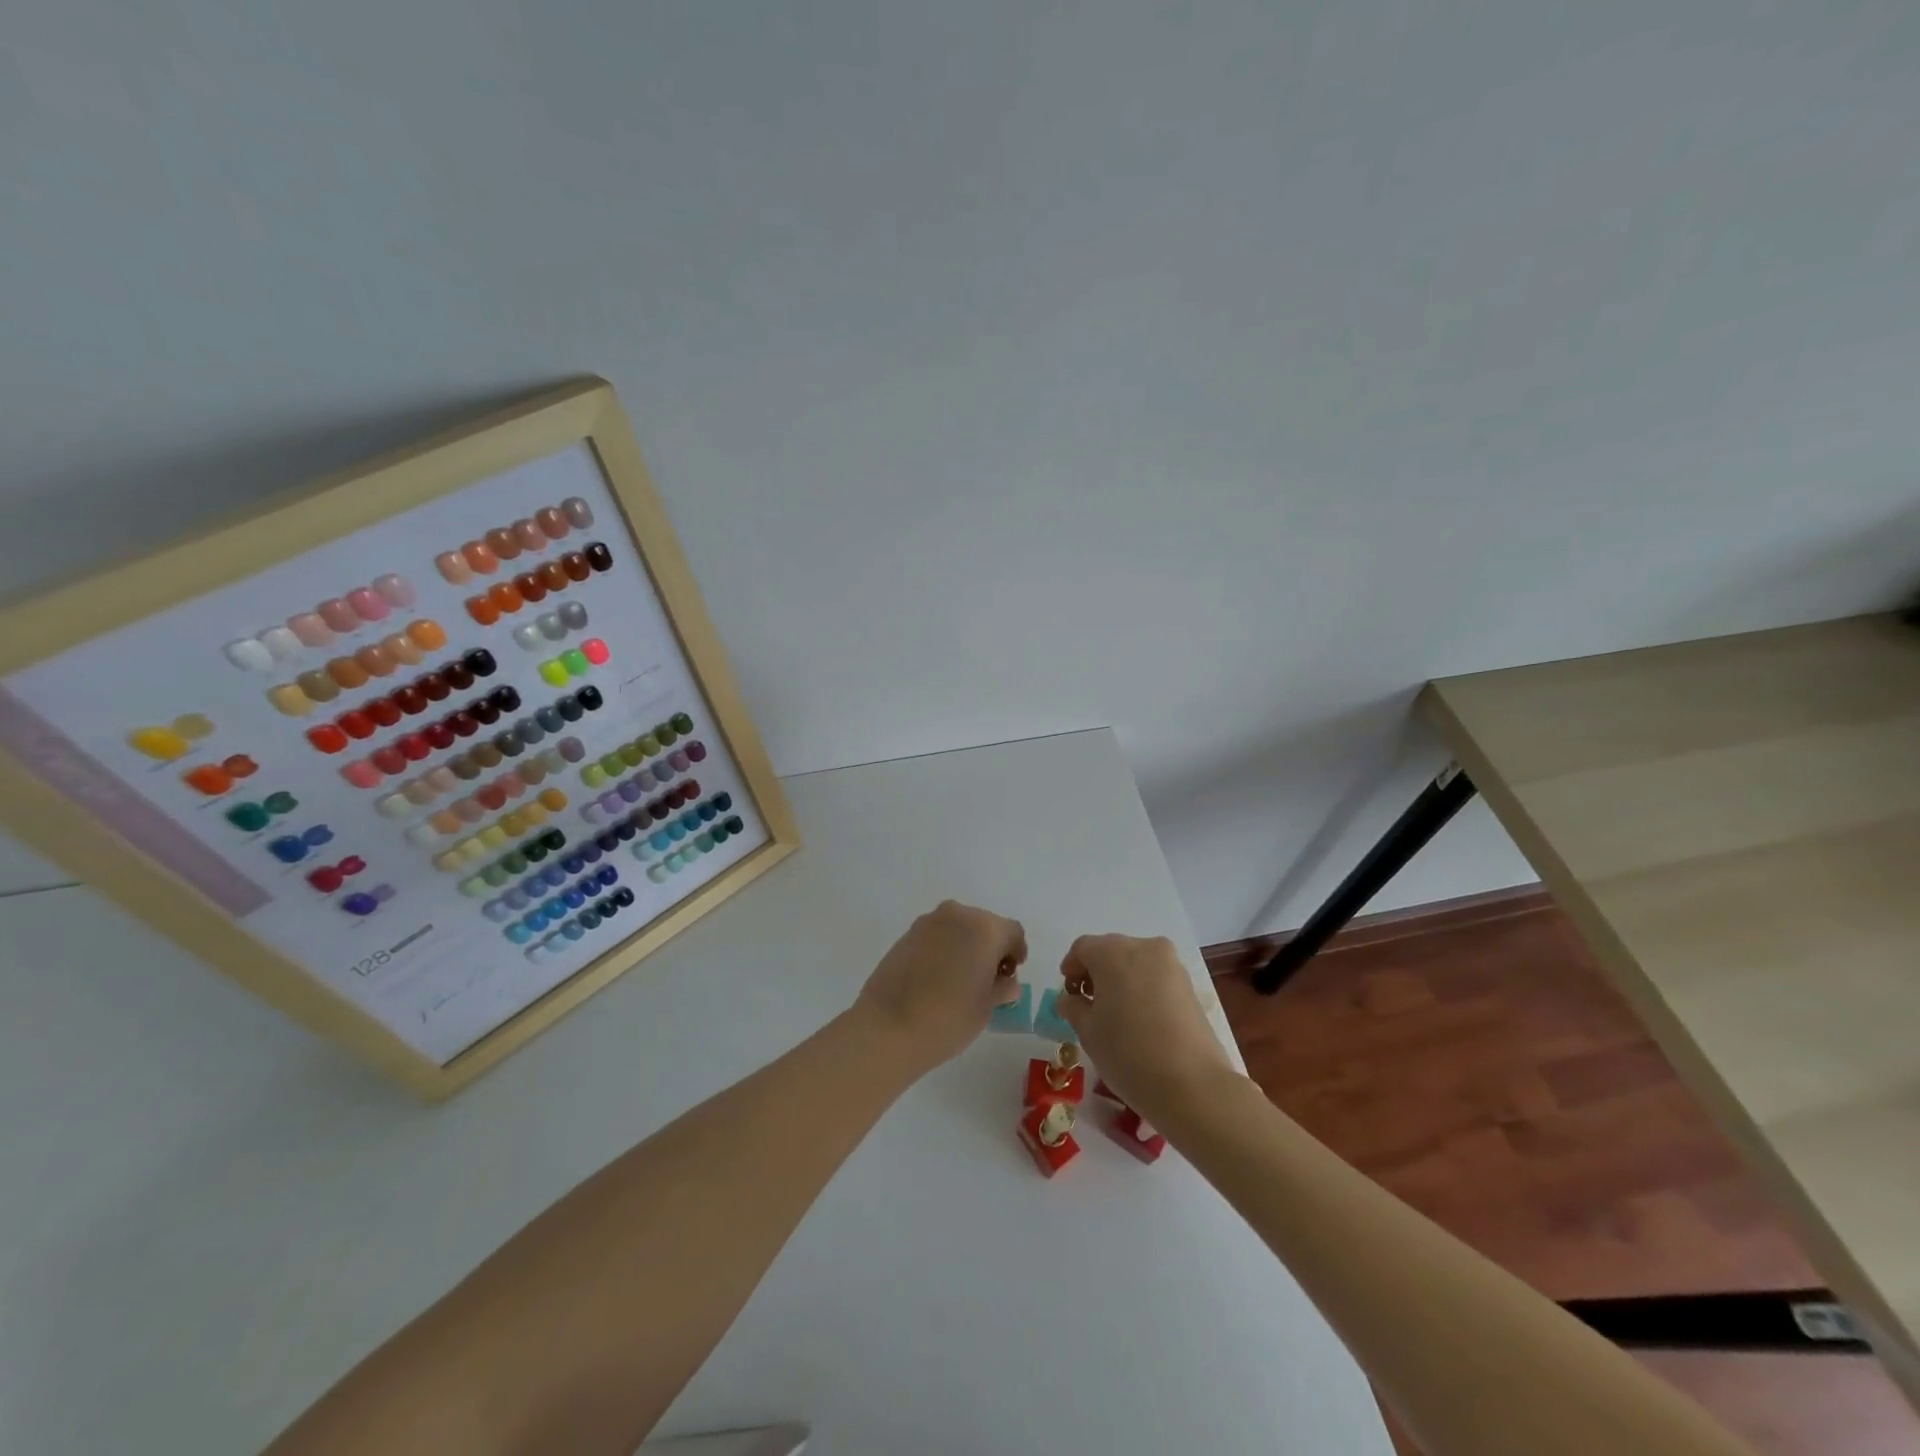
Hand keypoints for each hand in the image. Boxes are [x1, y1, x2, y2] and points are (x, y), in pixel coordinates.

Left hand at [854, 900, 1026, 1070]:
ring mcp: (928, 922)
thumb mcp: (987, 1006)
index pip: (1012, 932)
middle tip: (989, 978)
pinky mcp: (907, 934)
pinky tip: (938, 977)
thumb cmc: (949, 1018)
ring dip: (966, 945)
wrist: (888, 1027)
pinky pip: (937, 935)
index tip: (1011, 974)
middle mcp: (958, 915)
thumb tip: (1005, 981)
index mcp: (985, 929)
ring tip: (961, 979)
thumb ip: (1001, 987)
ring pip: (959, 927)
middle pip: (985, 925)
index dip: (1016, 951)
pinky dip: (944, 948)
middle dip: (991, 947)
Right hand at [1054, 934, 1236, 1116]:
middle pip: (1111, 951)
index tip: (1068, 993)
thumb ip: (1073, 1008)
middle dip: (1096, 972)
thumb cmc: (1128, 1053)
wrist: (1193, 1085)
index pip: (1083, 948)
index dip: (1071, 967)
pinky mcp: (1190, 986)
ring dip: (1120, 979)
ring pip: (1136, 962)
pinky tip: (1139, 1018)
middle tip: (1088, 1003)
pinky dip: (1142, 988)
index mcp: (1113, 952)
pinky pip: (1156, 977)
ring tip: (1115, 1014)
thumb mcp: (1088, 1032)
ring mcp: (1171, 965)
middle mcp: (1144, 948)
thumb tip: (1070, 1000)